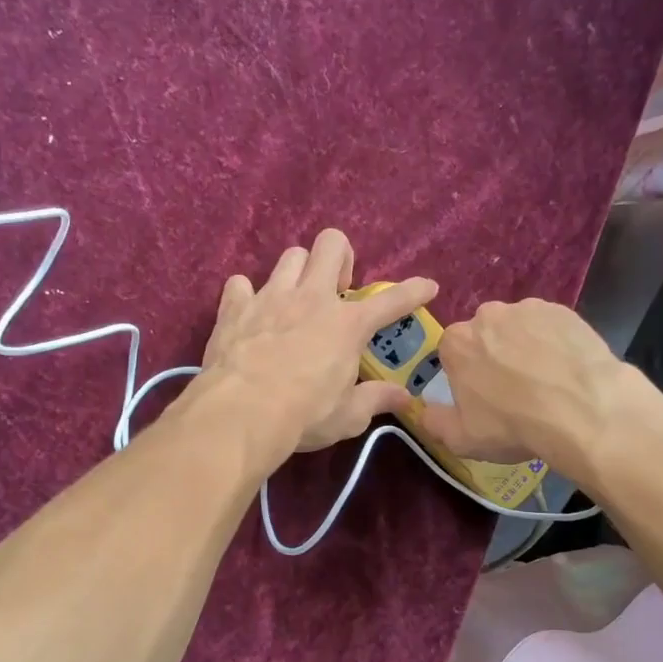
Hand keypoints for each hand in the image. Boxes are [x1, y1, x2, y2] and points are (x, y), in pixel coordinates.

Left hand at [200, 229, 437, 459]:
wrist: (240, 413)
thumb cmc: (303, 416)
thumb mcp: (347, 416)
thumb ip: (376, 400)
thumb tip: (404, 397)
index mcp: (347, 325)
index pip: (391, 301)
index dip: (414, 291)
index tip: (428, 286)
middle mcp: (311, 298)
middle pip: (332, 244)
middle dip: (341, 257)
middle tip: (338, 289)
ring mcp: (270, 297)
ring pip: (290, 256)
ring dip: (298, 272)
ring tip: (296, 299)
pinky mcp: (235, 307)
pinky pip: (240, 283)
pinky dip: (246, 295)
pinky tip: (249, 313)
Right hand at [419, 299, 639, 483]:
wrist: (584, 411)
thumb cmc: (513, 425)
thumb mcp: (461, 439)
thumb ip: (434, 422)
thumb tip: (424, 410)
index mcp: (456, 342)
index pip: (452, 353)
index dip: (466, 375)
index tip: (482, 396)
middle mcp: (488, 315)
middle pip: (486, 335)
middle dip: (494, 355)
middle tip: (515, 389)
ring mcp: (528, 309)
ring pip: (520, 328)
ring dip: (525, 347)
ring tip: (547, 380)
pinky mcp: (564, 311)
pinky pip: (551, 327)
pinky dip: (555, 343)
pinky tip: (567, 369)